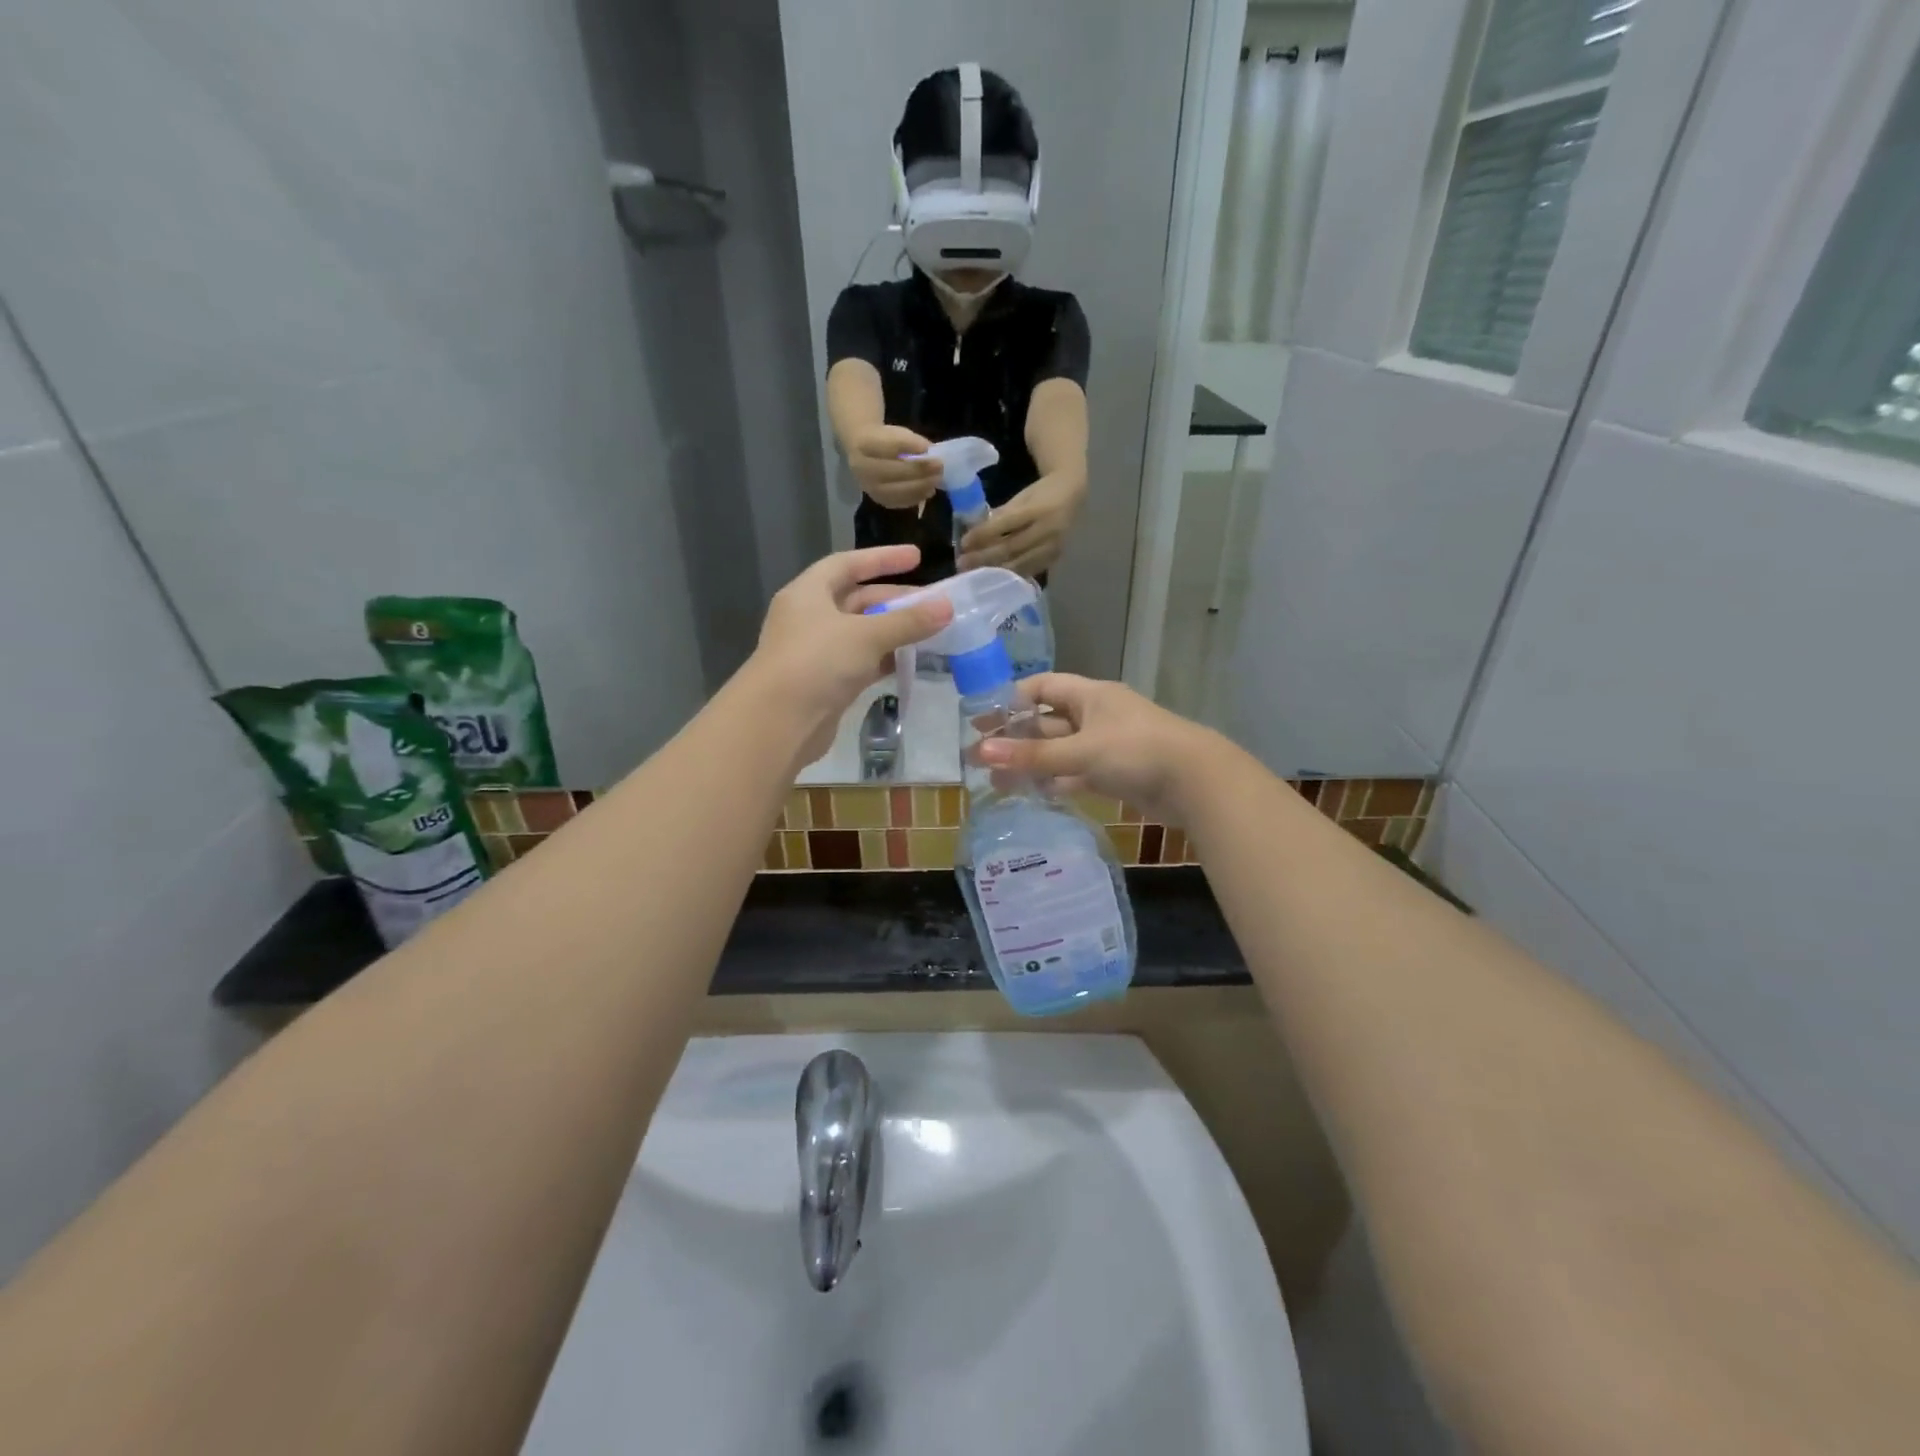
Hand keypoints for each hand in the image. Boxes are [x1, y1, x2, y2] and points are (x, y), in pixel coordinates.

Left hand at [748, 545, 952, 766]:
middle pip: (857, 600)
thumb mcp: (867, 635)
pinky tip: (911, 660)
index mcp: (808, 594)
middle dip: (895, 600)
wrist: (779, 722)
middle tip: (933, 604)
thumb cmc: (818, 662)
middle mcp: (809, 618)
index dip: (882, 559)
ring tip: (930, 632)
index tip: (917, 557)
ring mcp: (816, 653)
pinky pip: (861, 662)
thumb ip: (908, 621)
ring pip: (861, 633)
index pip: (847, 564)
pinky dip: (885, 659)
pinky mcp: (826, 683)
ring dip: (893, 631)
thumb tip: (947, 607)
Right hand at [847, 425, 943, 509]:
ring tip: (936, 480)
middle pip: (893, 471)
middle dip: (919, 470)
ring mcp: (869, 487)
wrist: (862, 455)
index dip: (910, 446)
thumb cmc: (884, 441)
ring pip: (896, 490)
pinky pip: (899, 502)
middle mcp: (862, 468)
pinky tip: (929, 491)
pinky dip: (916, 497)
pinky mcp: (878, 500)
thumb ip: (911, 442)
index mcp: (864, 444)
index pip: (888, 445)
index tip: (930, 448)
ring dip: (920, 486)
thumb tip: (932, 454)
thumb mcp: (896, 433)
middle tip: (939, 467)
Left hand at [958, 472, 1083, 575]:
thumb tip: (976, 532)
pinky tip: (994, 578)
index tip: (963, 542)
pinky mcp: (1055, 558)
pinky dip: (1010, 575)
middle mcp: (1047, 529)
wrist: (1074, 495)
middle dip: (984, 557)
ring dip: (994, 570)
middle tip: (962, 563)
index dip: (983, 534)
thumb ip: (1002, 514)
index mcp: (1038, 508)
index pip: (1006, 523)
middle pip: (1011, 547)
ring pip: (1019, 563)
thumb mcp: (1022, 497)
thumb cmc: (1042, 494)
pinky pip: (1029, 570)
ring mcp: (1053, 546)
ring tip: (974, 573)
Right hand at [976, 674, 1212, 821]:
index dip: (1011, 700)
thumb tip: (981, 753)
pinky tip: (1033, 794)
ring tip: (997, 783)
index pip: (1042, 687)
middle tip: (980, 757)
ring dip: (1032, 764)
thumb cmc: (1136, 752)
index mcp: (1090, 695)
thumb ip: (1032, 755)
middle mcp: (1096, 715)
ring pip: (1060, 751)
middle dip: (1015, 738)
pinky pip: (1077, 774)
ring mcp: (1107, 746)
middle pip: (1047, 722)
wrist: (1197, 783)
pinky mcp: (1116, 773)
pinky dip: (1056, 782)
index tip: (982, 719)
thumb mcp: (1080, 751)